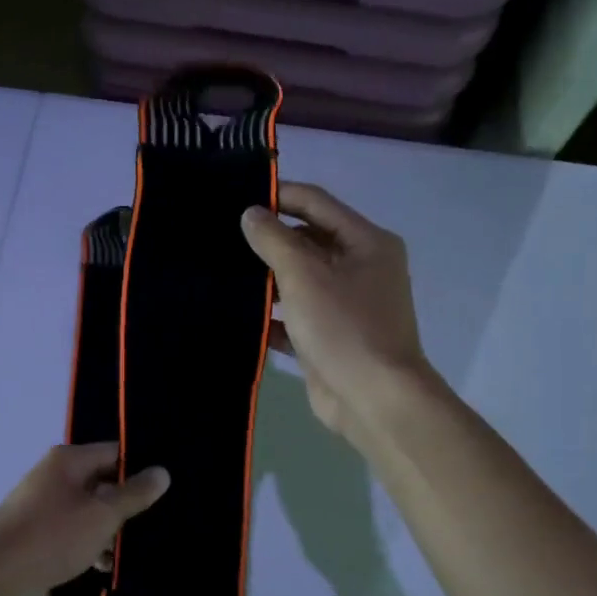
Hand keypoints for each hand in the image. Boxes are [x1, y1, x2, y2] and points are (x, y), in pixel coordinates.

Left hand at [0, 444, 169, 595]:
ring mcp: (41, 501)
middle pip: (102, 481)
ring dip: (107, 529)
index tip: (165, 492)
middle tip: (152, 525)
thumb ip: (133, 494)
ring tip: (126, 555)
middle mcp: (53, 474)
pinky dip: (87, 542)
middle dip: (125, 505)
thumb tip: (162, 471)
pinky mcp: (34, 528)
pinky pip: (70, 527)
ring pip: (87, 508)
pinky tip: (100, 566)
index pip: (115, 452)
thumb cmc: (52, 537)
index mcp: (68, 460)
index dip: (140, 470)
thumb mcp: (101, 516)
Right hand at [241, 182, 436, 440]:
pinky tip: (239, 315)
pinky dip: (272, 316)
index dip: (279, 196)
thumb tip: (251, 214)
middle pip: (308, 241)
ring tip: (223, 271)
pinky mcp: (329, 337)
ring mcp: (345, 305)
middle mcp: (360, 268)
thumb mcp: (304, 276)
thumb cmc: (344, 327)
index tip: (237, 197)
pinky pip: (296, 316)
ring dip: (267, 279)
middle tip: (222, 237)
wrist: (373, 399)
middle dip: (269, 240)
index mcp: (366, 242)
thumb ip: (274, 241)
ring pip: (299, 280)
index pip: (316, 203)